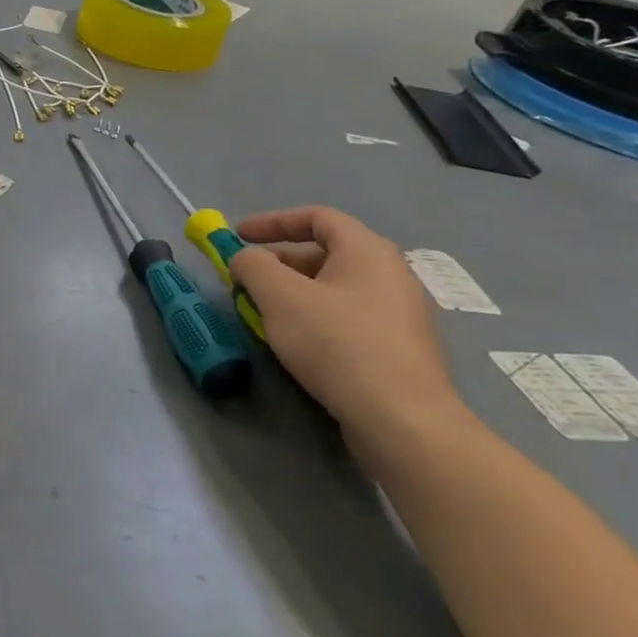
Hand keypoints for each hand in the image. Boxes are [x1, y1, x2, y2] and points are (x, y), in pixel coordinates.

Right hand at [229, 206, 466, 443]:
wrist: (401, 419)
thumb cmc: (337, 343)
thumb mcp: (279, 296)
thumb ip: (253, 265)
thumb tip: (245, 259)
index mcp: (367, 251)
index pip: (317, 217)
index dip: (272, 222)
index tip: (237, 236)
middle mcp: (390, 274)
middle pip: (324, 253)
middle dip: (277, 262)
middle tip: (244, 281)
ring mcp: (398, 313)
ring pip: (332, 288)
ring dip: (291, 293)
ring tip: (262, 314)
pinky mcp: (396, 347)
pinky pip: (345, 317)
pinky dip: (312, 317)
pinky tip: (294, 343)